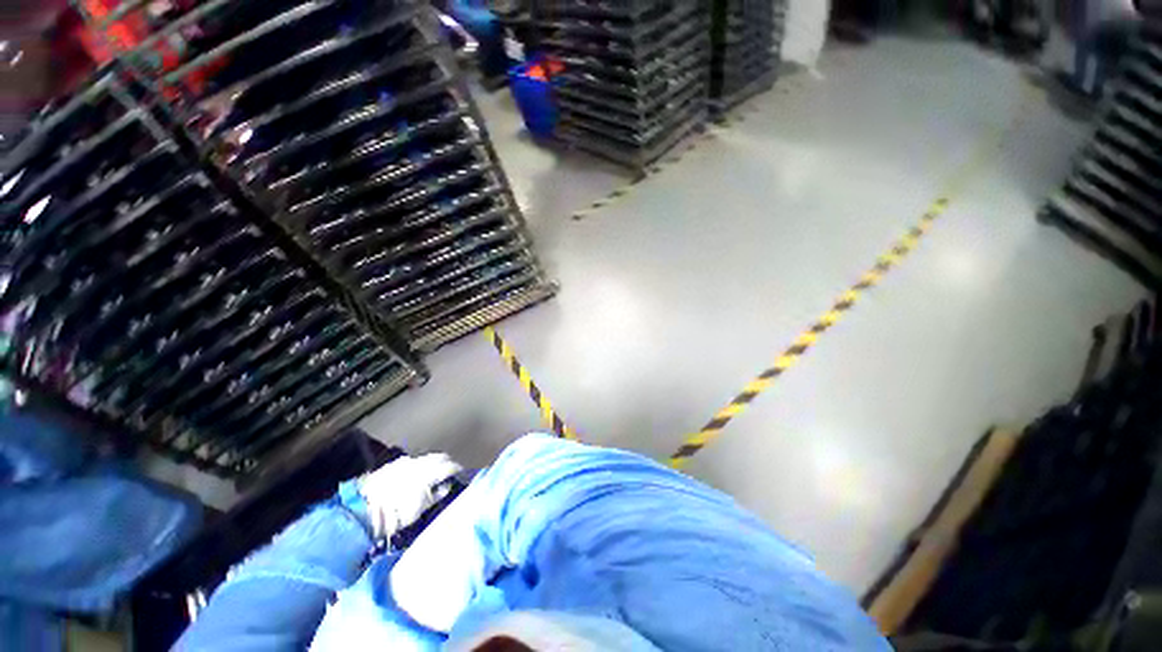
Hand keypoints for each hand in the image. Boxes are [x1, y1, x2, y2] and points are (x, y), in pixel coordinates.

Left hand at [358, 453, 461, 540]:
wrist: (360, 511)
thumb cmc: (394, 515)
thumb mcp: (419, 509)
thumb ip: (436, 495)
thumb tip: (446, 487)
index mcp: (429, 472)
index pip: (450, 465)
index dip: (457, 469)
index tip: (462, 474)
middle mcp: (419, 462)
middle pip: (439, 457)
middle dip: (447, 462)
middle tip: (451, 472)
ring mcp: (404, 461)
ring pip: (426, 457)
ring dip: (433, 462)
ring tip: (435, 473)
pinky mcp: (392, 464)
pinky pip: (413, 461)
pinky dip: (420, 465)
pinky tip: (417, 474)